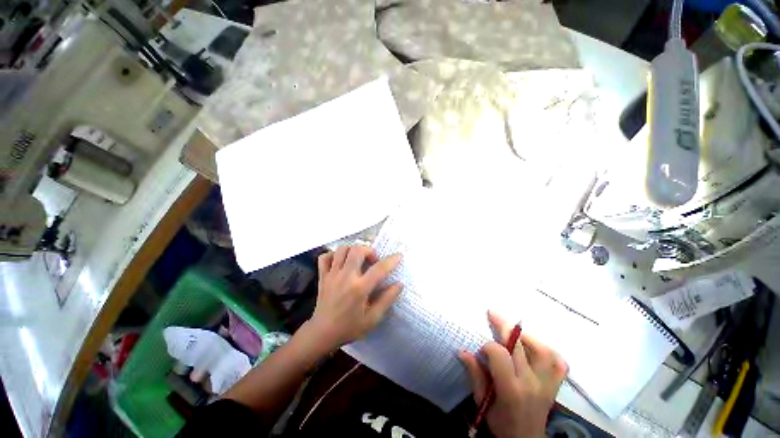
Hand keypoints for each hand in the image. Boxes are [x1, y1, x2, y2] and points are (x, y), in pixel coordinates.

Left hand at [307, 245, 402, 349]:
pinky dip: (334, 255)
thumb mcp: (373, 319)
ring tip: (359, 259)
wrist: (322, 334)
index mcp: (359, 289)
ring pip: (342, 249)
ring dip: (353, 250)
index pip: (379, 269)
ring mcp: (332, 275)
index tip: (399, 256)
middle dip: (369, 250)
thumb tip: (399, 284)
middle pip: (357, 250)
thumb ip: (387, 299)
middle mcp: (345, 277)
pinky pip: (325, 257)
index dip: (391, 260)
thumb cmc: (349, 328)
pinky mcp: (323, 276)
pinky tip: (341, 262)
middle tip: (373, 261)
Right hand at [459, 311, 566, 437]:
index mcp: (511, 389)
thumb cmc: (500, 423)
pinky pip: (559, 364)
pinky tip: (536, 347)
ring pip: (543, 350)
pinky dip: (549, 351)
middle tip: (492, 313)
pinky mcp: (555, 386)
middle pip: (519, 345)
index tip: (481, 351)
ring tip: (514, 330)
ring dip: (527, 336)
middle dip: (503, 326)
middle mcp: (532, 383)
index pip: (499, 354)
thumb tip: (462, 351)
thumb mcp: (482, 402)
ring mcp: (547, 384)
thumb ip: (475, 375)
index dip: (488, 347)